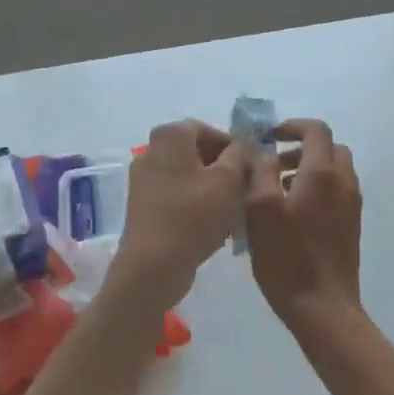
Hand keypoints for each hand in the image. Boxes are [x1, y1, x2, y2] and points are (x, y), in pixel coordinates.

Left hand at [110, 120, 252, 302]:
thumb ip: (241, 154)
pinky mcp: (142, 207)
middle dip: (223, 168)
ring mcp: (143, 180)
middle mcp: (151, 151)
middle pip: (196, 152)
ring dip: (211, 189)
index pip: (207, 129)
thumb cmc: (194, 215)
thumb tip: (244, 144)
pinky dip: (195, 205)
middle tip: (245, 189)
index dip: (232, 146)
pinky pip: (176, 197)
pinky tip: (212, 226)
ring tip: (232, 211)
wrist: (153, 265)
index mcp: (170, 136)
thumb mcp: (229, 180)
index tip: (250, 168)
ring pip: (187, 176)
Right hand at [245, 119, 364, 335]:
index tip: (269, 138)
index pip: (316, 130)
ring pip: (334, 171)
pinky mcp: (352, 226)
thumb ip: (261, 171)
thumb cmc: (287, 257)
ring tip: (278, 193)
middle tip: (273, 166)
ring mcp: (352, 205)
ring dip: (309, 170)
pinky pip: (337, 192)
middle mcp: (344, 182)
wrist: (323, 307)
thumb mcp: (260, 209)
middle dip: (301, 149)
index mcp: (322, 173)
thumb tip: (263, 151)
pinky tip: (293, 216)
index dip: (292, 126)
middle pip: (329, 148)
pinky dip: (317, 189)